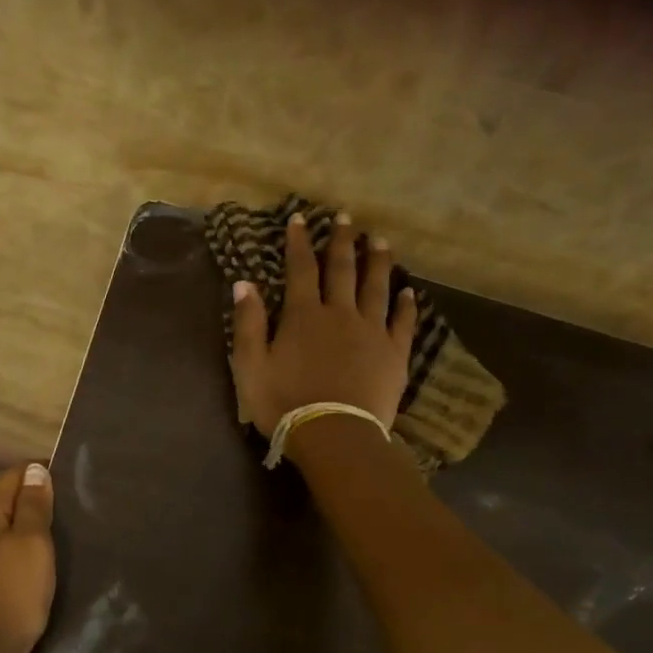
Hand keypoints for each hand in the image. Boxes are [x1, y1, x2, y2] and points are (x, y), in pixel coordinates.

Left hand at [0, 462, 56, 652]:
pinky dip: (14, 551)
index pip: (13, 475)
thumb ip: (34, 506)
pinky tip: (32, 565)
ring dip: (24, 528)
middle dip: (34, 501)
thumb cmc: (12, 593)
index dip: (42, 474)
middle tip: (69, 513)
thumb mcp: (33, 544)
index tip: (71, 486)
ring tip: (56, 538)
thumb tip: (35, 470)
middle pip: (3, 500)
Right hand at [230, 212, 417, 436]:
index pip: (300, 270)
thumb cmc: (284, 403)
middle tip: (347, 217)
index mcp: (304, 316)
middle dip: (342, 241)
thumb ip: (249, 324)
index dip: (299, 242)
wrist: (333, 434)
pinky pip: (402, 322)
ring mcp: (372, 332)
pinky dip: (405, 304)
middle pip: (342, 270)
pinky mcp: (394, 354)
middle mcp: (340, 314)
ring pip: (376, 288)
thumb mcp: (251, 366)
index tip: (300, 218)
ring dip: (378, 262)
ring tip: (380, 241)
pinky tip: (408, 291)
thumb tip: (245, 283)